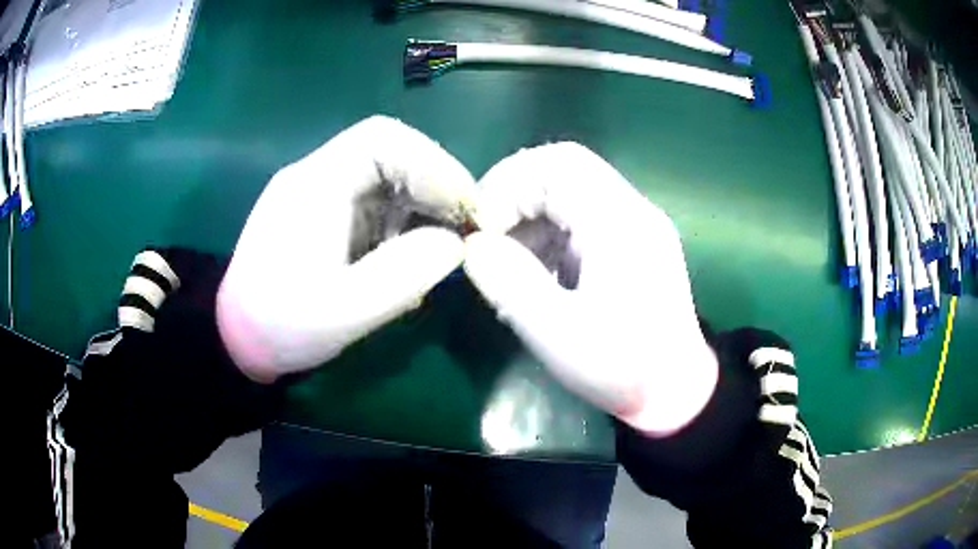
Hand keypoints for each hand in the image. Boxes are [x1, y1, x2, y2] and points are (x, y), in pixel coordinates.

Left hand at [217, 116, 476, 381]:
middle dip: (432, 185)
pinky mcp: (320, 214)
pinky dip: (399, 222)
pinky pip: (371, 201)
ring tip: (436, 248)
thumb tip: (455, 243)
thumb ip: (405, 273)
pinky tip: (405, 257)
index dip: (433, 164)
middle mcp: (315, 176)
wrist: (237, 339)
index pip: (382, 139)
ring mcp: (317, 194)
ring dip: (418, 205)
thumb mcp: (346, 310)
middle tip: (461, 228)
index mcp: (315, 185)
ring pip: (383, 177)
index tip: (464, 207)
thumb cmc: (283, 326)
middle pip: (387, 153)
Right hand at [463, 143, 717, 435]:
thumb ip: (511, 284)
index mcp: (621, 223)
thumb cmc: (623, 368)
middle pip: (563, 169)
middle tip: (487, 236)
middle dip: (515, 195)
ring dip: (530, 215)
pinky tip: (536, 271)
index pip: (559, 164)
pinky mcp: (631, 243)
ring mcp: (634, 225)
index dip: (509, 183)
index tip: (483, 229)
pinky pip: (580, 216)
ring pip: (570, 191)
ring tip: (508, 261)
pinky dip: (548, 232)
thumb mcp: (559, 335)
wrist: (677, 390)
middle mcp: (631, 211)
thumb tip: (475, 246)